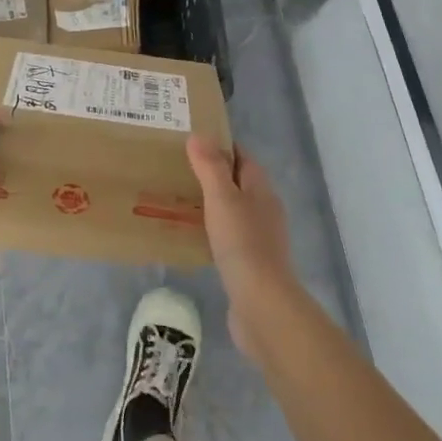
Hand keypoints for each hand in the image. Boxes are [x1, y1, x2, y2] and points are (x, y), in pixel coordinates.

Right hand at [187, 137, 298, 355]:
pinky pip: (228, 236)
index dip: (220, 146)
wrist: (262, 304)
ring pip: (233, 210)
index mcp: (261, 189)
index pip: (242, 157)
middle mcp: (264, 209)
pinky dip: (212, 230)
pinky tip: (192, 236)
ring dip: (211, 203)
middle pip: (238, 182)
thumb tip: (199, 136)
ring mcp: (259, 238)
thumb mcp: (222, 199)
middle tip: (177, 170)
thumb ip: (210, 167)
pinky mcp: (250, 263)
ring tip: (178, 199)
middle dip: (212, 174)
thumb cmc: (242, 244)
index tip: (191, 141)